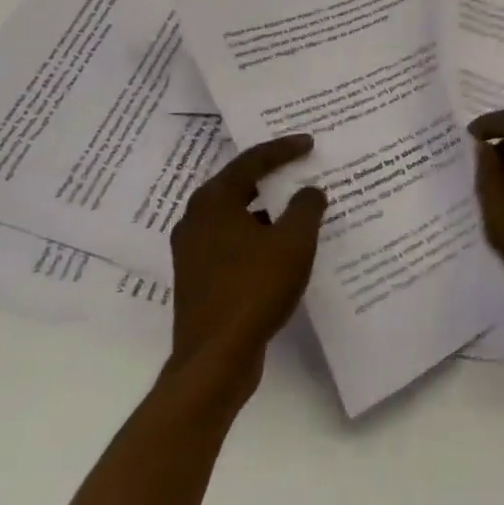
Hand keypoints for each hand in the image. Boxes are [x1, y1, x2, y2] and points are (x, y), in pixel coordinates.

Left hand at [169, 134, 325, 394]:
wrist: (214, 361)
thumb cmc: (254, 288)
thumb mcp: (294, 241)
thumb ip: (307, 207)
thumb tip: (310, 192)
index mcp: (213, 201)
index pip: (252, 160)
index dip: (283, 149)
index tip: (310, 143)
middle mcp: (196, 220)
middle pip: (240, 185)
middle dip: (273, 177)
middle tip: (301, 167)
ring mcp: (193, 252)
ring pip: (237, 216)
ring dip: (267, 210)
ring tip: (299, 206)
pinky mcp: (198, 280)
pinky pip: (233, 242)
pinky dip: (258, 236)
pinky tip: (283, 246)